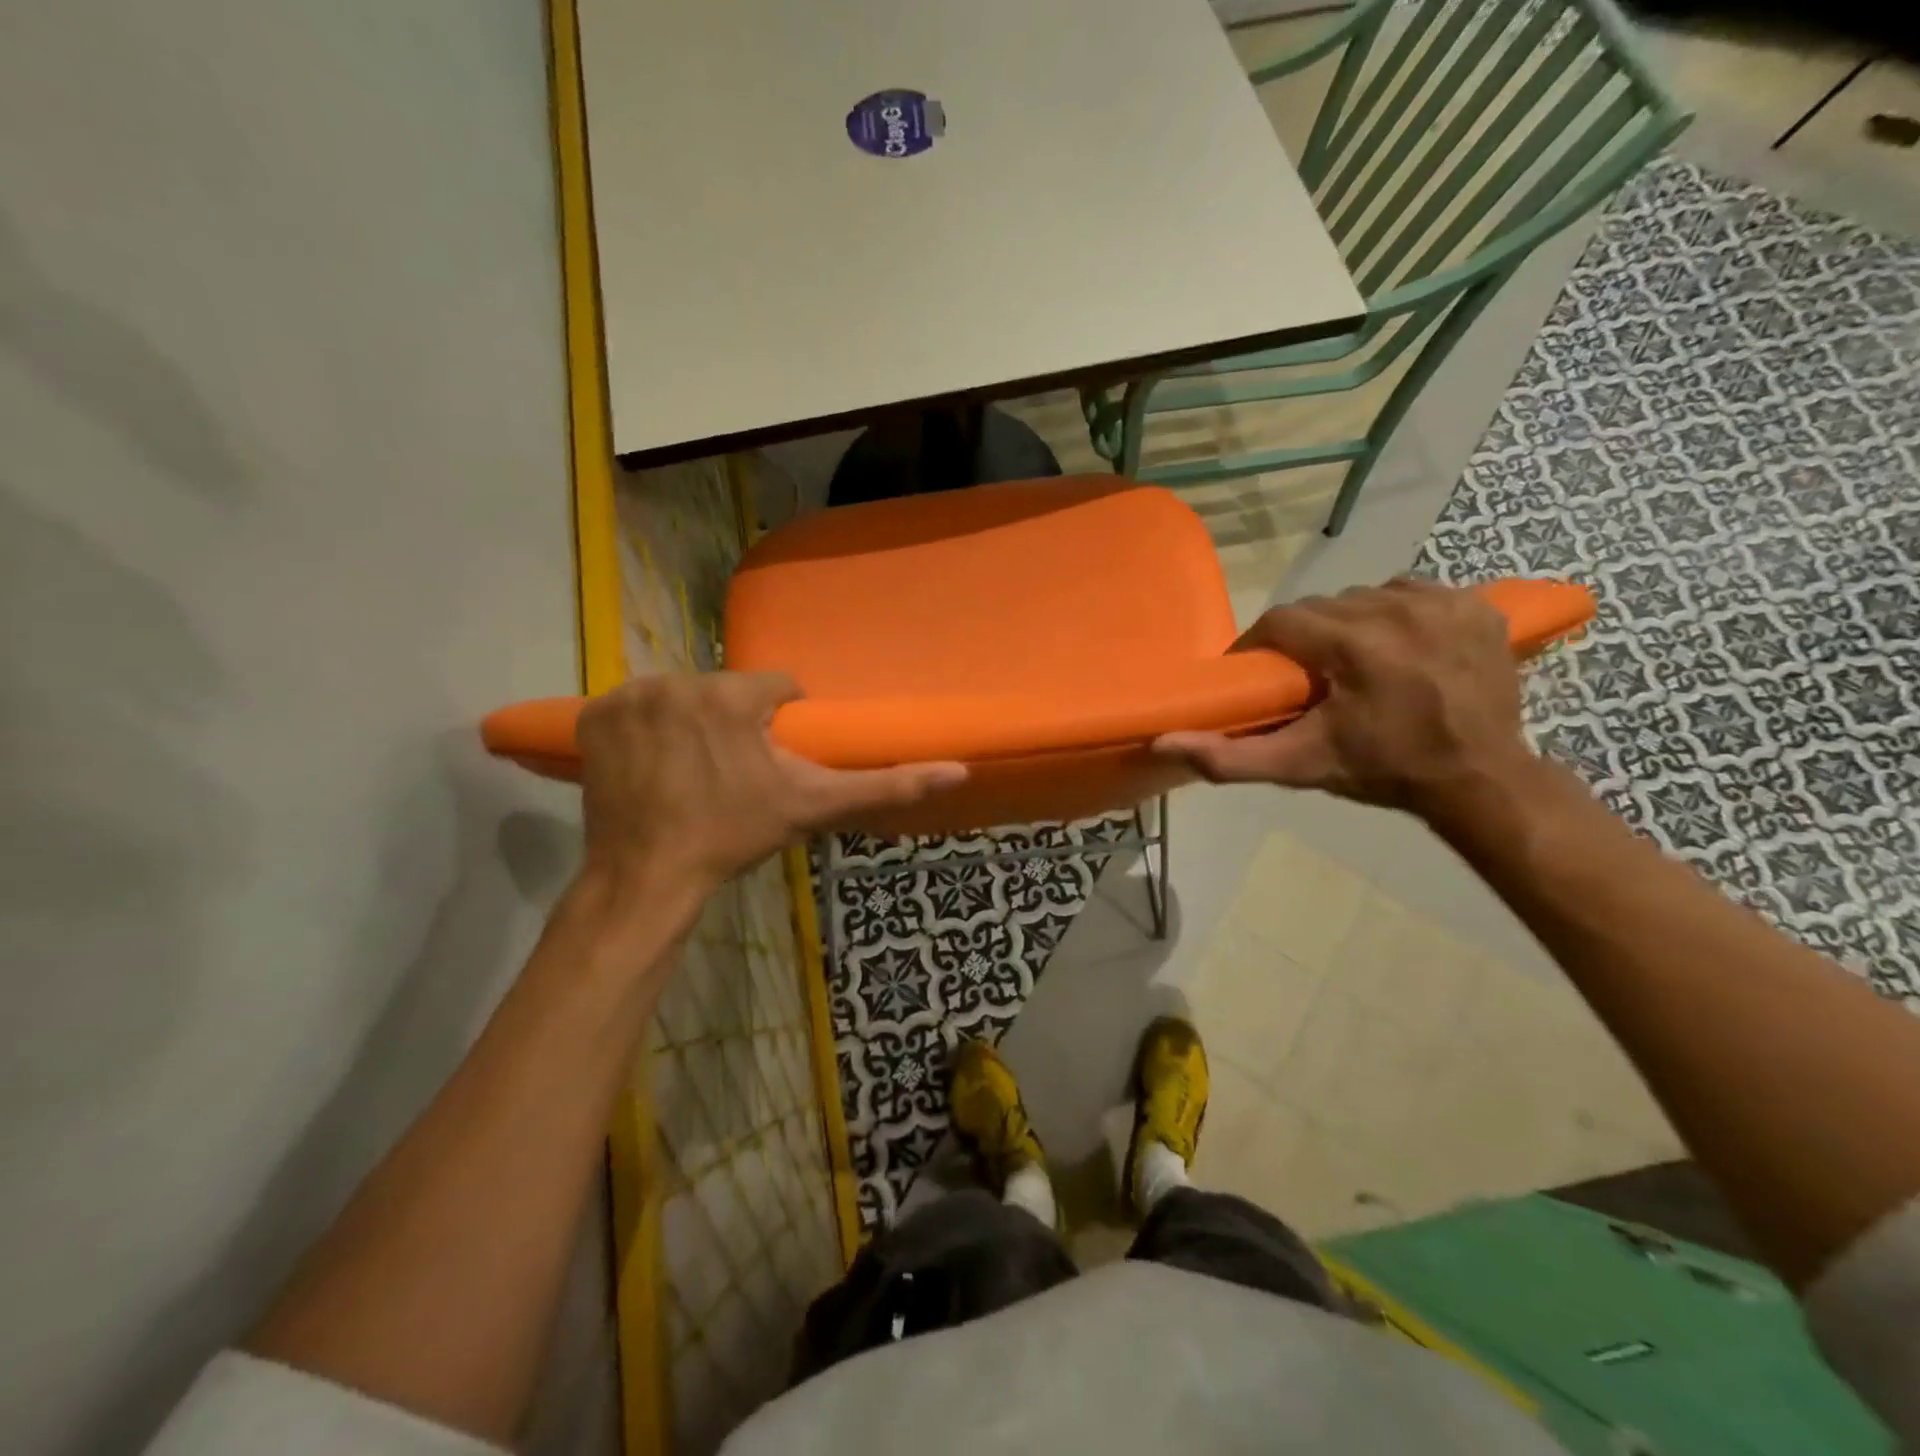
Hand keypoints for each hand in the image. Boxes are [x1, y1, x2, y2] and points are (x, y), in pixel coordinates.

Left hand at [575, 673, 965, 896]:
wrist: (648, 876)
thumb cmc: (734, 837)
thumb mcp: (813, 807)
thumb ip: (883, 786)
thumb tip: (957, 770)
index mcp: (732, 695)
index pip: (776, 687)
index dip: (780, 723)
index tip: (770, 760)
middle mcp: (677, 681)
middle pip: (726, 693)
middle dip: (735, 725)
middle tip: (731, 774)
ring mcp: (629, 696)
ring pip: (683, 697)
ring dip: (693, 724)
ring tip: (691, 773)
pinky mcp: (594, 714)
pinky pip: (636, 707)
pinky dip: (646, 730)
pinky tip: (653, 766)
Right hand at [1154, 580, 1532, 817]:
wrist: (1480, 781)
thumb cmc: (1383, 771)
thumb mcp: (1300, 767)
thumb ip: (1229, 756)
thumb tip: (1163, 741)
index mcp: (1352, 643)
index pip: (1281, 621)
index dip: (1260, 646)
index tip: (1259, 674)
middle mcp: (1395, 608)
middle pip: (1321, 607)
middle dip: (1305, 639)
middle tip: (1306, 677)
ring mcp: (1441, 601)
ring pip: (1363, 596)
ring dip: (1347, 624)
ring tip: (1351, 663)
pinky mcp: (1474, 604)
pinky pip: (1410, 592)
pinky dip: (1394, 614)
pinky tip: (1398, 647)